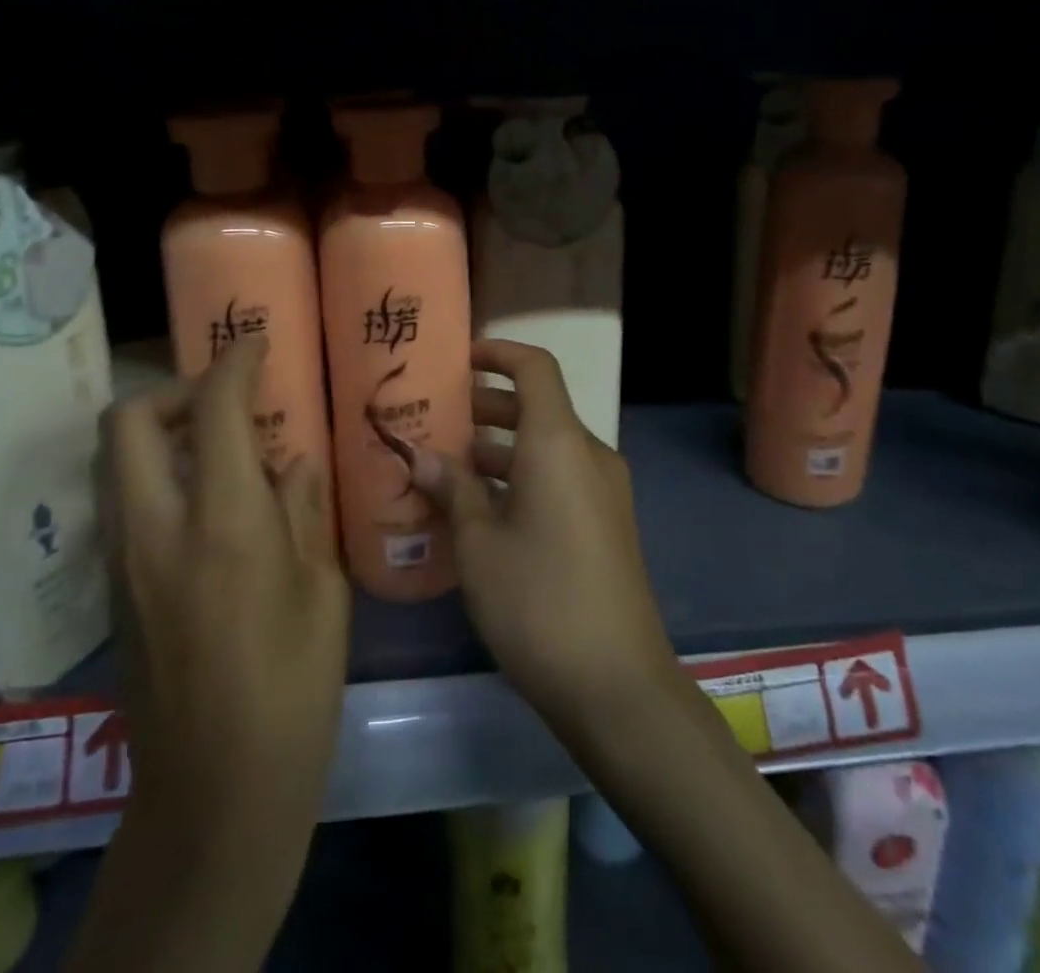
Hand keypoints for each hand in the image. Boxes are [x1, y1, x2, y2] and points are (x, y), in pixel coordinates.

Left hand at [102, 336, 348, 840]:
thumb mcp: (321, 591)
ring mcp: (122, 561)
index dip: (235, 363)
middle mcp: (156, 529)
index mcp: (222, 523)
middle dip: (172, 390)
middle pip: (129, 421)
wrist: (216, 792)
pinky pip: (121, 501)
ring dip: (158, 432)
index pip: (214, 409)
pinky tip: (203, 506)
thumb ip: (302, 510)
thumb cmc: (292, 687)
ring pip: (115, 461)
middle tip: (222, 400)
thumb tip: (293, 460)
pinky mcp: (112, 591)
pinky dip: (154, 475)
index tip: (257, 344)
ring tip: (215, 447)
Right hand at [411, 339, 678, 729]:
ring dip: (501, 447)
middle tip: (437, 418)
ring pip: (547, 447)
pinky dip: (522, 477)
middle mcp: (589, 454)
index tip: (458, 359)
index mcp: (559, 443)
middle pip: (538, 407)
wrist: (618, 686)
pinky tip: (482, 511)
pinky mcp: (607, 525)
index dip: (498, 353)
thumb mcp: (479, 544)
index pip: (535, 368)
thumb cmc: (539, 601)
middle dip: (487, 406)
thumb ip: (452, 490)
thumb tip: (421, 456)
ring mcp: (604, 491)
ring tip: (447, 466)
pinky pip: (560, 478)